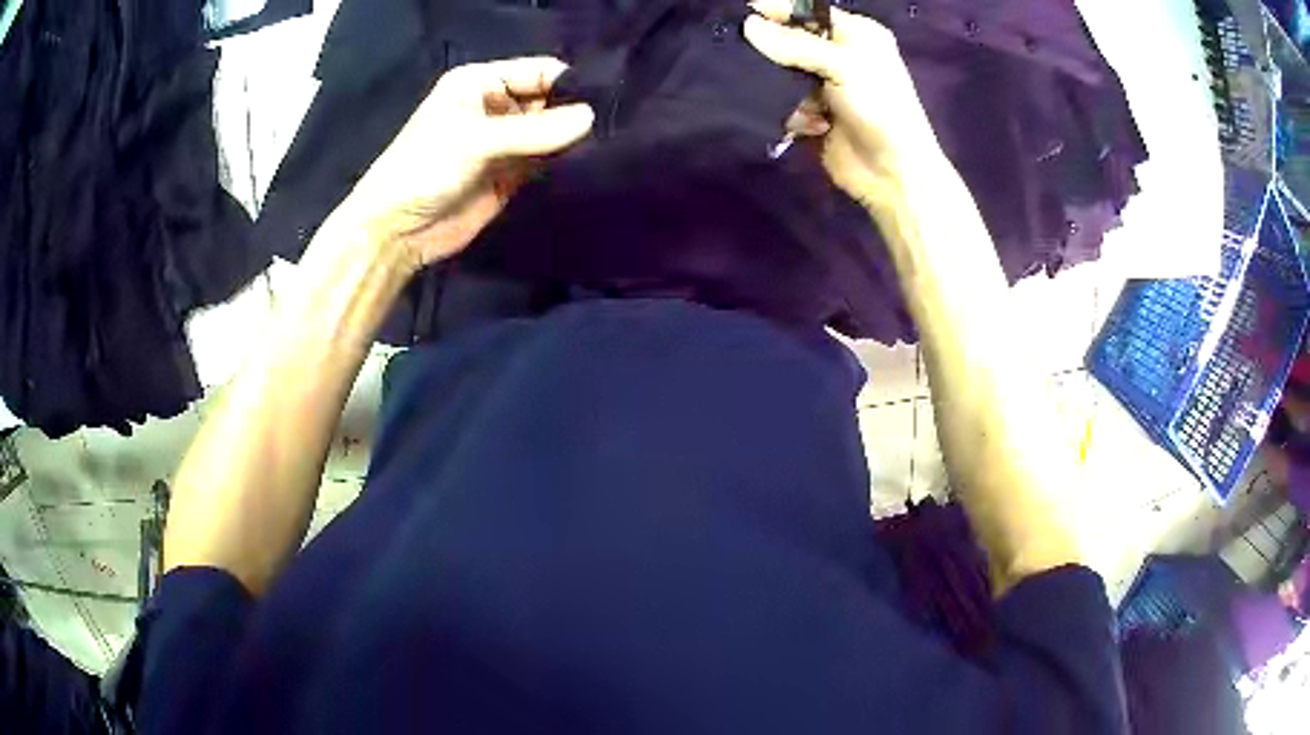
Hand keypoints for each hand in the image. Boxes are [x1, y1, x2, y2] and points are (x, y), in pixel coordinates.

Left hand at [341, 57, 594, 273]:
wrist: (398, 231)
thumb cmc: (425, 169)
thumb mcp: (476, 140)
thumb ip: (534, 130)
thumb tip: (592, 118)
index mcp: (481, 83)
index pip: (538, 71)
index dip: (570, 83)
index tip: (606, 100)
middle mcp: (496, 106)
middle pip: (550, 100)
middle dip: (576, 112)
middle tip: (612, 126)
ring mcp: (505, 142)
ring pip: (551, 132)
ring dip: (573, 139)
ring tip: (608, 145)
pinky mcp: (512, 174)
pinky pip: (546, 161)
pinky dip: (564, 163)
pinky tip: (591, 165)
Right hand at [744, 2, 944, 203]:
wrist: (894, 173)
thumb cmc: (880, 109)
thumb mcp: (843, 66)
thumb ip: (795, 44)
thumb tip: (747, 25)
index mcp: (856, 34)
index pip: (809, 11)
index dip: (778, 10)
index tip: (744, 13)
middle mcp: (841, 55)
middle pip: (791, 41)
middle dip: (775, 52)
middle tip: (753, 57)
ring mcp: (827, 86)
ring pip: (783, 73)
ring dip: (785, 90)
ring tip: (802, 104)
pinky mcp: (815, 114)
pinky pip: (786, 104)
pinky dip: (794, 115)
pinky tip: (812, 126)